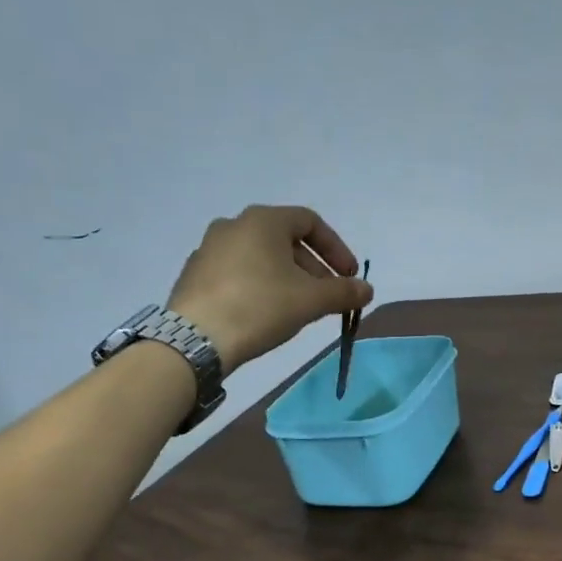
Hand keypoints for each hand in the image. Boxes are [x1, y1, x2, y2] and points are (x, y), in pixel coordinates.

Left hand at [168, 205, 372, 372]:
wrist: (195, 340)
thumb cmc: (260, 307)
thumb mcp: (311, 300)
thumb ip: (344, 291)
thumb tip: (366, 289)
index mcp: (263, 221)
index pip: (310, 222)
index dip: (336, 248)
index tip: (349, 276)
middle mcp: (233, 225)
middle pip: (285, 240)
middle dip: (314, 267)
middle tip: (328, 296)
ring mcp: (209, 249)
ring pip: (261, 257)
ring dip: (288, 277)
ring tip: (300, 307)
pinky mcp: (195, 275)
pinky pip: (239, 273)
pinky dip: (261, 285)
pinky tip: (266, 313)